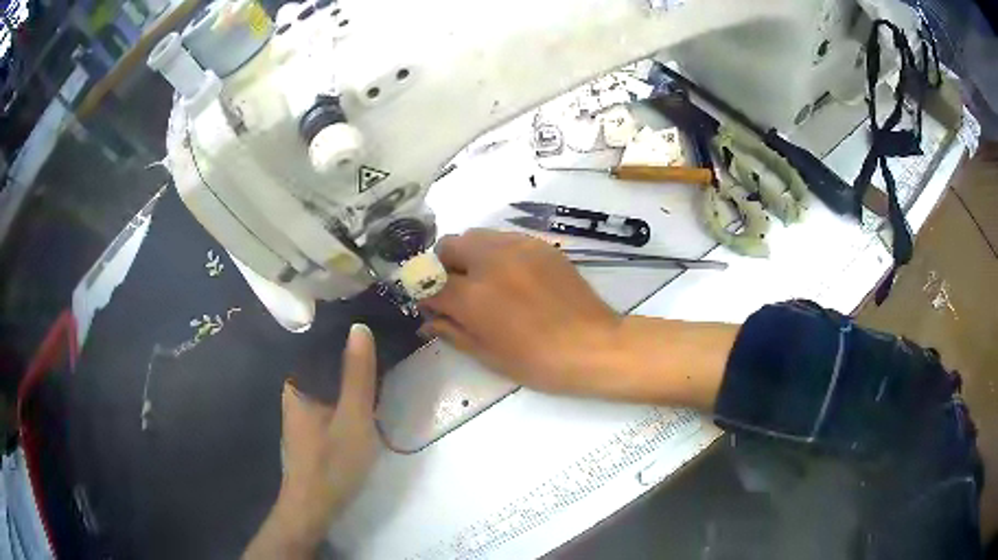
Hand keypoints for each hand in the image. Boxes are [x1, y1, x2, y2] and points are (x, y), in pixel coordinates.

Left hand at [244, 324, 378, 558]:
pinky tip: (360, 391)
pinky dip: (343, 390)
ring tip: (373, 356)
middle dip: (346, 350)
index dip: (340, 329)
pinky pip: (327, 396)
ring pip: (326, 380)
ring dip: (346, 371)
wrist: (314, 506)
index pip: (316, 342)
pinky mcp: (309, 425)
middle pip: (322, 361)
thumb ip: (357, 375)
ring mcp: (300, 409)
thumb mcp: (353, 417)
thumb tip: (359, 327)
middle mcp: (293, 391)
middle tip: (377, 336)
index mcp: (296, 383)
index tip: (367, 316)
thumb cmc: (332, 461)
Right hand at [421, 230, 623, 396]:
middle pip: (449, 246)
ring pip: (476, 236)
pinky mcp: (540, 245)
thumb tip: (428, 322)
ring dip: (469, 255)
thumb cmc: (538, 362)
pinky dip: (496, 252)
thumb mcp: (489, 355)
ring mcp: (518, 247)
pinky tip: (511, 276)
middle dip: (443, 266)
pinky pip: (504, 239)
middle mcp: (490, 261)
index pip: (431, 282)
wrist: (593, 346)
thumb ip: (453, 332)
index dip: (425, 295)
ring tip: (484, 281)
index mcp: (473, 295)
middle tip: (455, 290)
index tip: (430, 305)